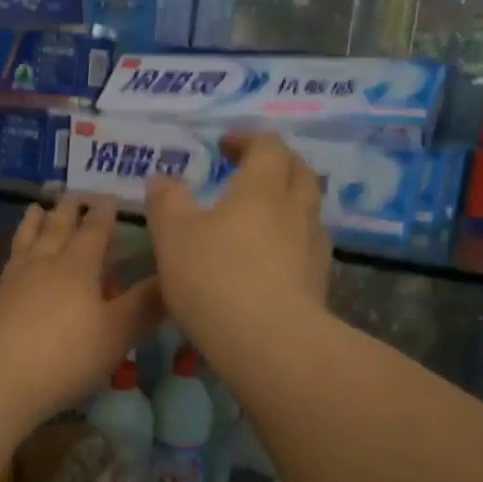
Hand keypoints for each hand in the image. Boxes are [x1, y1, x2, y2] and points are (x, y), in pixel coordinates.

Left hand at [0, 194, 163, 425]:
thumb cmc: (66, 354)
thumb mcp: (117, 333)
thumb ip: (145, 305)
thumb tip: (174, 277)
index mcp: (78, 265)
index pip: (94, 229)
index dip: (104, 213)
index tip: (109, 197)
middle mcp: (45, 263)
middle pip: (57, 227)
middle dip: (68, 210)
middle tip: (73, 194)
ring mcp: (15, 280)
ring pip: (27, 240)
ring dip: (35, 221)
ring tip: (36, 208)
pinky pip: (10, 260)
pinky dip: (17, 248)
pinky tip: (15, 258)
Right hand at [144, 133, 331, 368]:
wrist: (269, 342)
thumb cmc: (214, 277)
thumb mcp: (173, 235)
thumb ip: (167, 201)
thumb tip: (163, 179)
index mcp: (263, 187)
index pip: (267, 145)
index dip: (247, 139)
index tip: (224, 145)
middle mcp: (296, 209)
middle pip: (299, 171)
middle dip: (276, 164)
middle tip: (250, 171)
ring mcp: (314, 246)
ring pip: (308, 209)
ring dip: (288, 202)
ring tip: (262, 216)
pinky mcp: (319, 282)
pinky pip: (308, 246)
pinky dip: (292, 240)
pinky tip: (273, 258)